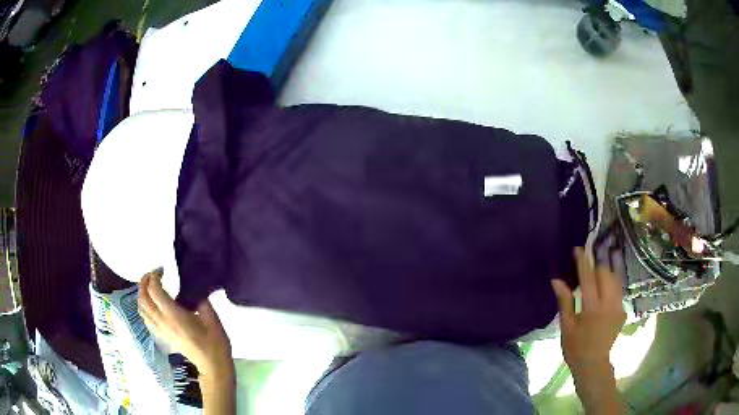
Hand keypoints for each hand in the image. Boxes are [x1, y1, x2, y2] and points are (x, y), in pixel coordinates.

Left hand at [138, 269, 233, 382]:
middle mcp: (163, 322)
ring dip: (141, 294)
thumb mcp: (212, 318)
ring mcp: (160, 330)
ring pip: (141, 309)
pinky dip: (144, 306)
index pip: (155, 291)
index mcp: (174, 316)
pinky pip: (145, 317)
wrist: (212, 365)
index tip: (162, 270)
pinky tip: (151, 303)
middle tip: (152, 273)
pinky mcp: (161, 335)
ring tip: (149, 285)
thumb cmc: (214, 342)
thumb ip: (200, 299)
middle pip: (143, 299)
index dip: (154, 277)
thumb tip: (192, 285)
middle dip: (144, 282)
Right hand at [552, 248, 626, 376]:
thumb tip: (557, 280)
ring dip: (605, 271)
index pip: (588, 278)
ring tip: (596, 269)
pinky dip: (610, 283)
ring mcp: (618, 307)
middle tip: (587, 262)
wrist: (593, 364)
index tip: (578, 248)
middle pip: (605, 274)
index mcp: (593, 309)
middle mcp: (609, 304)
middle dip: (596, 265)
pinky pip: (617, 290)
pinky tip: (604, 286)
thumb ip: (565, 301)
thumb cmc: (575, 347)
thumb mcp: (567, 326)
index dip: (583, 261)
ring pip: (614, 279)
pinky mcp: (623, 310)